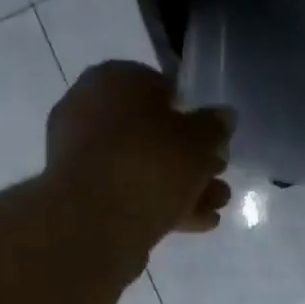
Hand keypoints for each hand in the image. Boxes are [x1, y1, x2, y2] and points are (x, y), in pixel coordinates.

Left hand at [46, 61, 234, 237]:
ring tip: (216, 207)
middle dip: (189, 159)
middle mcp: (89, 111)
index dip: (193, 116)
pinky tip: (194, 224)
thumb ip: (214, 127)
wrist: (94, 224)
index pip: (161, 89)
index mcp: (114, 79)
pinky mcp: (81, 198)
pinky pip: (127, 195)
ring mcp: (81, 158)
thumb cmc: (149, 164)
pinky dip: (158, 206)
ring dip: (180, 187)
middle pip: (151, 134)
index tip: (214, 141)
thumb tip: (222, 118)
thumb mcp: (198, 141)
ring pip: (141, 168)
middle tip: (219, 177)